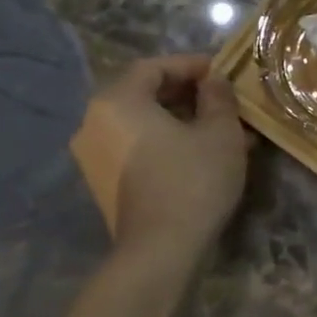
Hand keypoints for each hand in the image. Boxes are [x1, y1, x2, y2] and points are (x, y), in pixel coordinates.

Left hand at [69, 56, 251, 254]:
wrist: (160, 251)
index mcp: (117, 102)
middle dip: (187, 94)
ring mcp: (93, 156)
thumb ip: (218, 96)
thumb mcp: (220, 131)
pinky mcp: (103, 183)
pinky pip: (136, 147)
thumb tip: (213, 81)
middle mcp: (94, 123)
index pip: (154, 67)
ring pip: (142, 123)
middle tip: (223, 100)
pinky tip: (201, 154)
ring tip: (220, 129)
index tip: (222, 72)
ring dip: (181, 120)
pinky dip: (166, 142)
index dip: (191, 65)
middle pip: (143, 94)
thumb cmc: (193, 179)